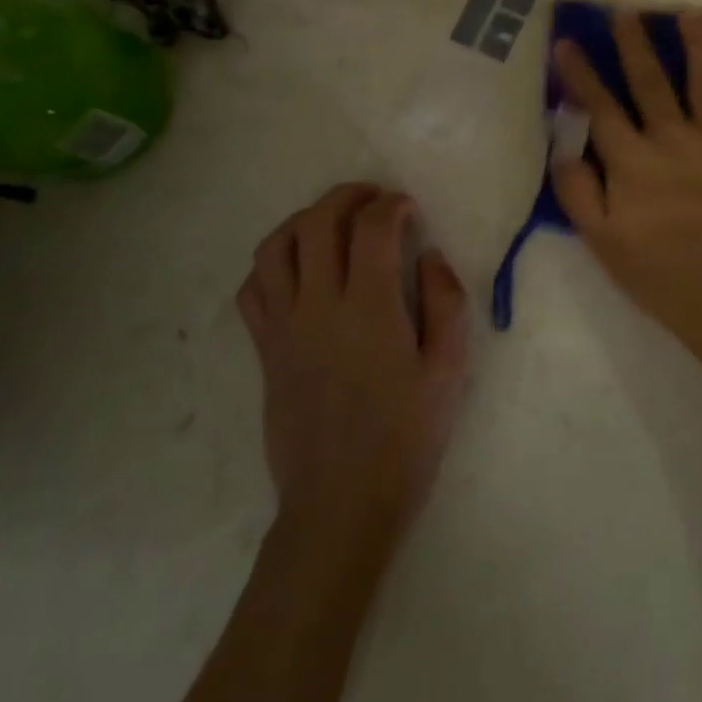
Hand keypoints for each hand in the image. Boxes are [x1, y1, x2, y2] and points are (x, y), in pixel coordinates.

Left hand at [237, 185, 470, 549]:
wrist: (341, 505)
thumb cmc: (405, 439)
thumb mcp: (448, 371)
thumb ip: (446, 302)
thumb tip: (428, 255)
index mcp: (368, 309)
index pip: (371, 228)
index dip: (392, 205)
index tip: (408, 209)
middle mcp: (318, 307)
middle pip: (317, 222)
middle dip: (347, 196)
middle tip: (373, 199)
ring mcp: (283, 328)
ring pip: (275, 247)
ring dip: (304, 220)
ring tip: (332, 222)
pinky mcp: (264, 351)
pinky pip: (253, 289)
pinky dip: (272, 263)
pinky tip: (298, 268)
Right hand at [550, 9, 701, 348]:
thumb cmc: (658, 271)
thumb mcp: (601, 241)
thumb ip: (578, 193)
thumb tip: (562, 150)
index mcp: (633, 160)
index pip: (601, 107)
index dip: (581, 74)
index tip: (567, 41)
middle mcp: (673, 139)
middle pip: (651, 83)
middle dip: (635, 44)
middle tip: (627, 11)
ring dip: (697, 47)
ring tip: (691, 14)